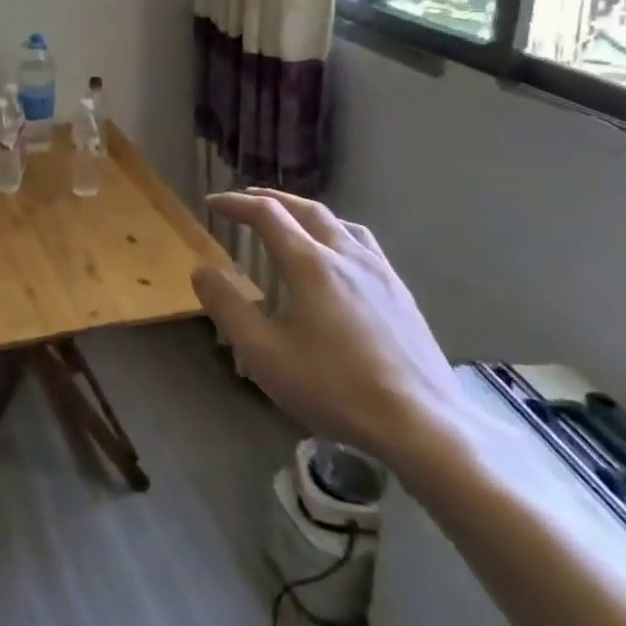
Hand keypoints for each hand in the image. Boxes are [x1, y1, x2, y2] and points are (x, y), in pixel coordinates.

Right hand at [189, 190, 464, 476]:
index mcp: (310, 264)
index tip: (211, 202)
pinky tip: (337, 257)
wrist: (424, 427)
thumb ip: (228, 307)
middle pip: (305, 209)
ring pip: (339, 222)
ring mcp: (380, 273)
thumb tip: (202, 270)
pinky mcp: (401, 294)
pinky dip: (335, 231)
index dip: (235, 203)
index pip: (266, 214)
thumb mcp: (263, 353)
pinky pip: (362, 244)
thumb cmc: (334, 388)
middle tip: (244, 200)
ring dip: (305, 211)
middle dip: (270, 199)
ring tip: (289, 220)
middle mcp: (346, 256)